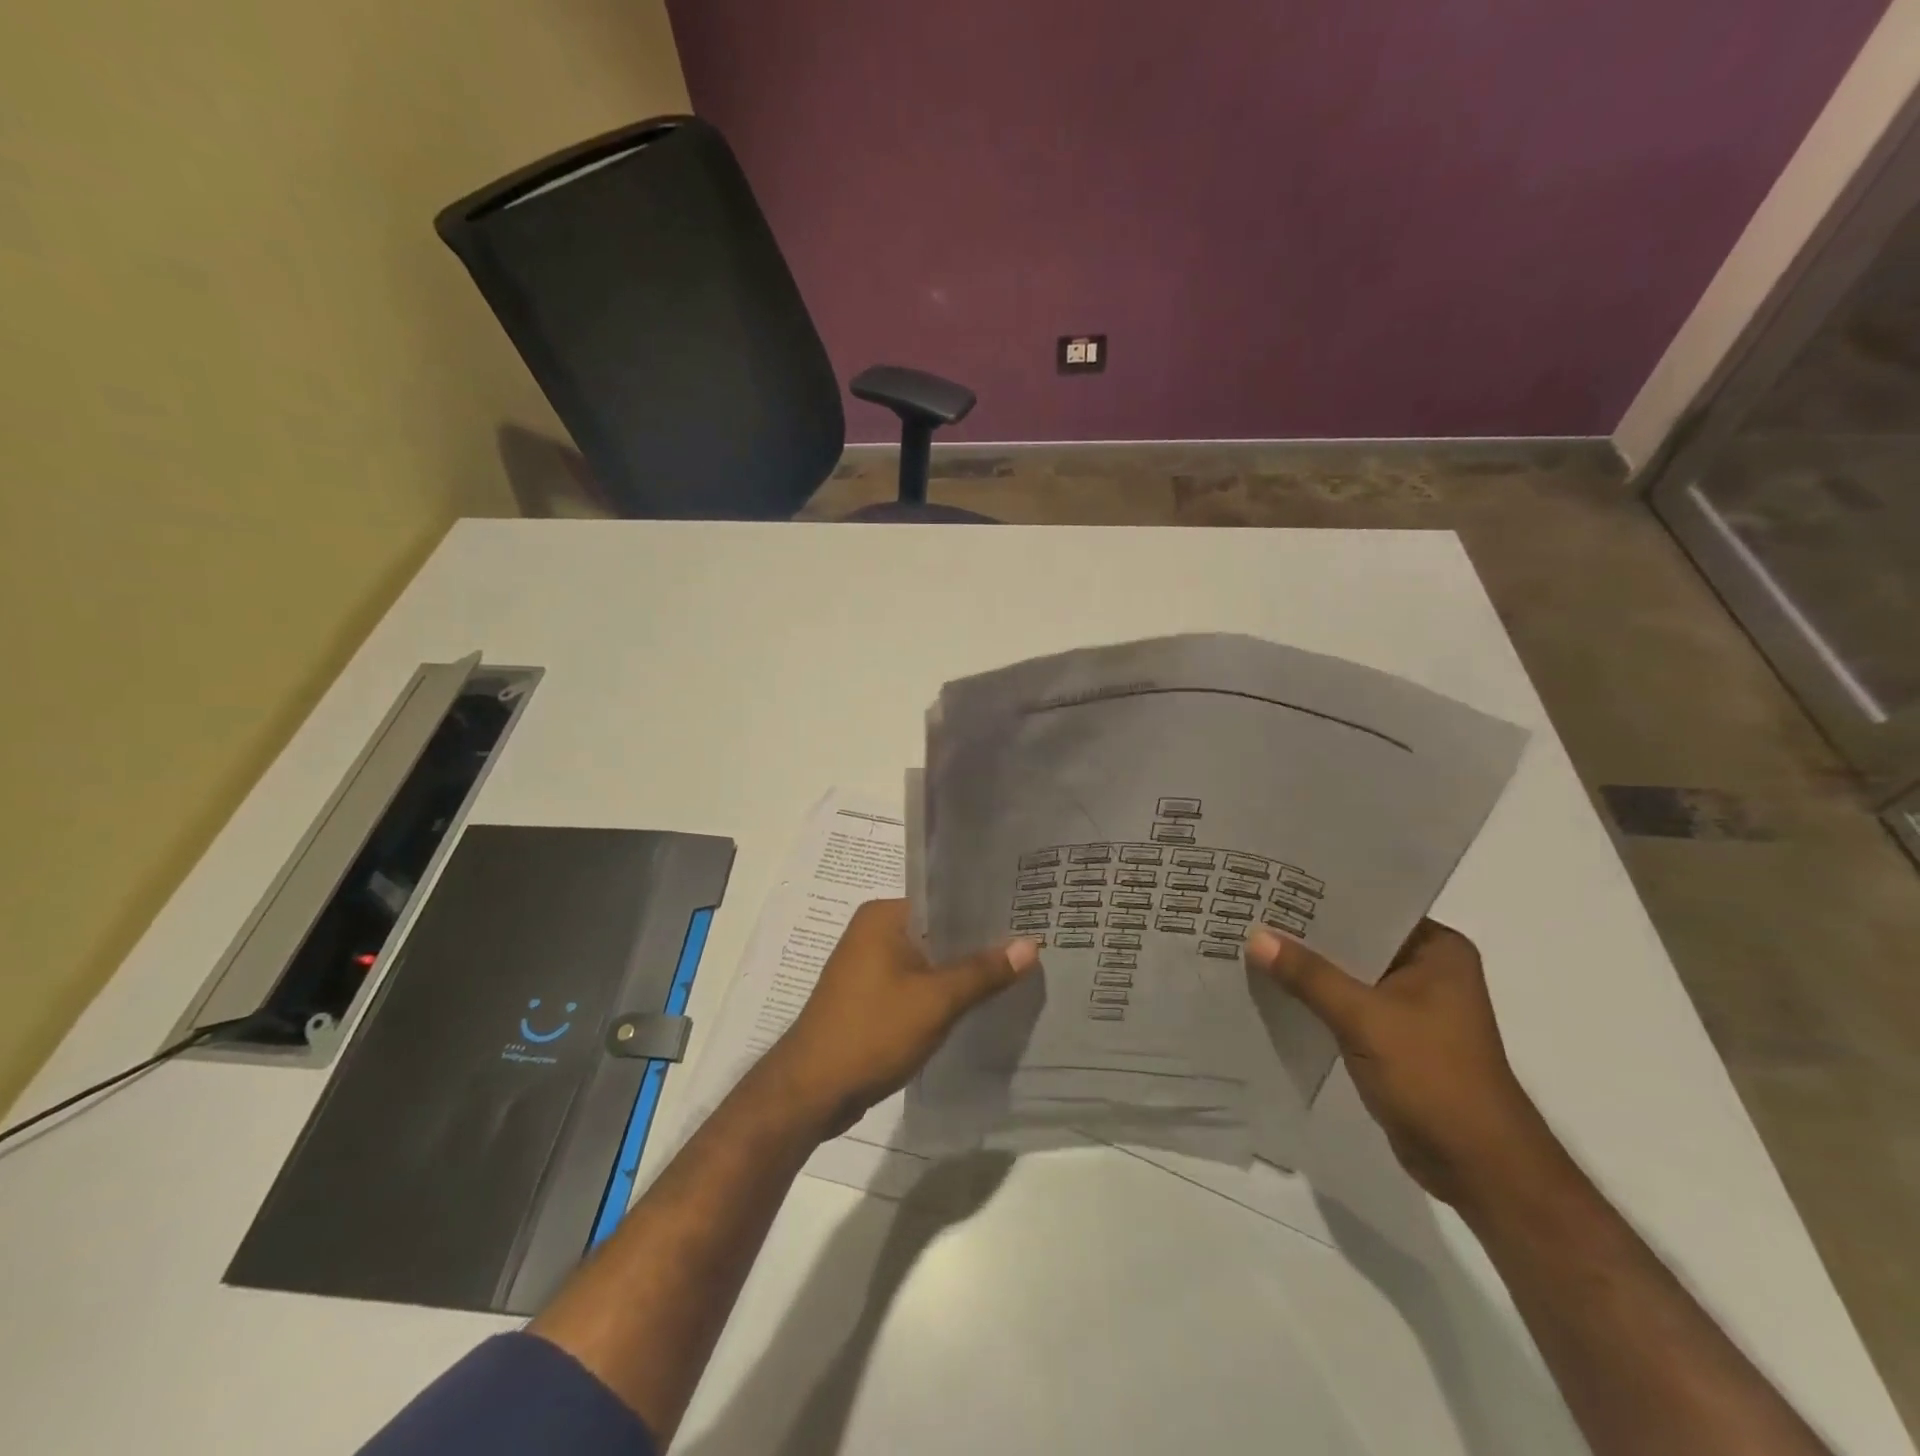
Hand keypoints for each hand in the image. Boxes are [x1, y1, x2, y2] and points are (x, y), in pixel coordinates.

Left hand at [762, 899, 1037, 1137]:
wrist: (811, 1092)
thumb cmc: (872, 1032)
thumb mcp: (936, 1001)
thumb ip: (983, 972)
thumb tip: (1031, 944)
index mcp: (883, 916)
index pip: (944, 900)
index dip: (985, 909)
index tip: (1026, 916)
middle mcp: (873, 931)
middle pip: (938, 930)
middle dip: (978, 942)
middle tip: (1029, 946)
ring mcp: (868, 965)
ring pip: (928, 959)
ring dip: (960, 970)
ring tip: (1013, 971)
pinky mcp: (869, 996)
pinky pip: (915, 983)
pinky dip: (941, 991)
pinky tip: (975, 1002)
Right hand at [1245, 919, 1555, 1206]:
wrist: (1478, 1168)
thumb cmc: (1434, 1078)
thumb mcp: (1366, 1019)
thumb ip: (1309, 975)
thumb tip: (1254, 936)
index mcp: (1436, 949)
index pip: (1370, 905)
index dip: (1321, 895)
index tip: (1272, 880)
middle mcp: (1426, 968)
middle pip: (1354, 939)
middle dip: (1306, 931)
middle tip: (1250, 907)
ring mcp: (1409, 1005)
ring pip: (1346, 972)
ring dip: (1306, 967)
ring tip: (1249, 940)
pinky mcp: (1391, 1036)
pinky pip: (1344, 1003)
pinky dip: (1314, 998)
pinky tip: (1271, 986)